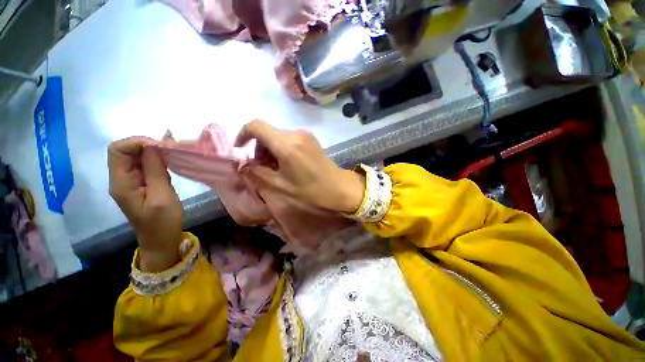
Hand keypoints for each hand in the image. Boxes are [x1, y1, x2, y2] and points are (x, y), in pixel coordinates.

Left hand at [108, 137, 182, 271]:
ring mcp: (131, 182)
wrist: (161, 241)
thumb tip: (154, 145)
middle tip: (171, 150)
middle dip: (148, 146)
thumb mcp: (162, 196)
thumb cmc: (162, 222)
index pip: (117, 150)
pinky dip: (157, 161)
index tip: (162, 147)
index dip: (137, 142)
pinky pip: (145, 166)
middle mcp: (121, 179)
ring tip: (174, 156)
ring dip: (154, 153)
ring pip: (137, 157)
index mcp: (121, 183)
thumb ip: (155, 170)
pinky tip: (170, 164)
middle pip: (126, 151)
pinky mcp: (141, 185)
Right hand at [235, 120, 365, 212]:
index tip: (241, 150)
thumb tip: (243, 164)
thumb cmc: (310, 191)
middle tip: (261, 168)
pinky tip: (287, 165)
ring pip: (278, 136)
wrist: (339, 189)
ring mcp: (305, 136)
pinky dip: (282, 149)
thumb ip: (257, 173)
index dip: (243, 135)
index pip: (256, 126)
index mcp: (286, 144)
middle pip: (268, 132)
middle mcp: (296, 134)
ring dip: (271, 150)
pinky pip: (290, 140)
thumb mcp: (280, 186)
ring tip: (275, 169)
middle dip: (259, 148)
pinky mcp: (312, 140)